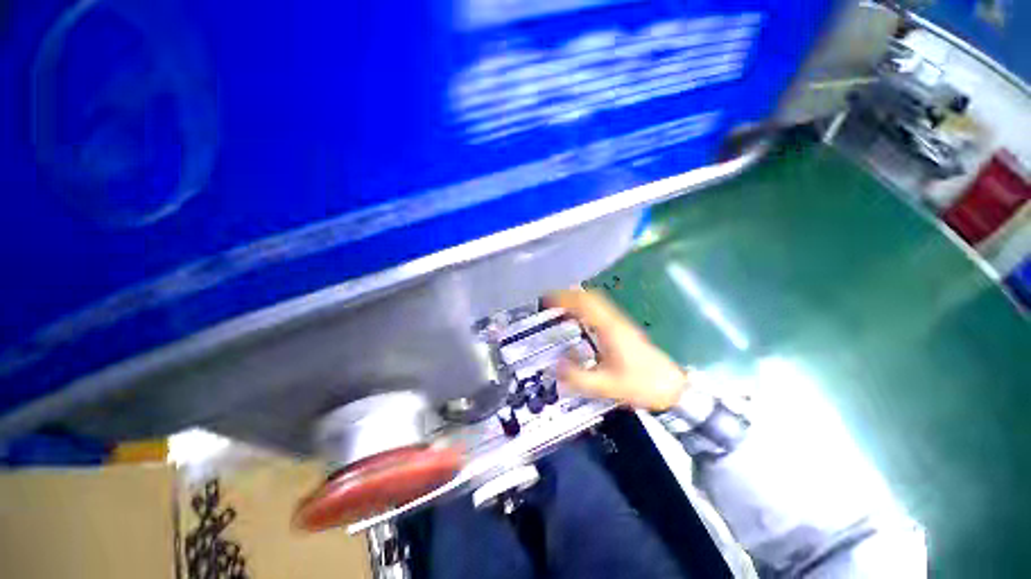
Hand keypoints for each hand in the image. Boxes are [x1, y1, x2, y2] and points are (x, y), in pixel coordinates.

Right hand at [546, 289, 688, 410]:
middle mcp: (615, 321)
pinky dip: (587, 307)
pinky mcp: (623, 328)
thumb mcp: (605, 386)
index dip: (565, 299)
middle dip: (569, 295)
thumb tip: (556, 365)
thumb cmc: (640, 385)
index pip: (585, 304)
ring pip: (597, 301)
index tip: (548, 298)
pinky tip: (580, 316)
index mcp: (609, 329)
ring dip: (578, 299)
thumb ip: (578, 377)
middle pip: (591, 297)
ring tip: (561, 304)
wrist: (671, 387)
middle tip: (551, 300)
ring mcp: (621, 323)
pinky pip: (601, 309)